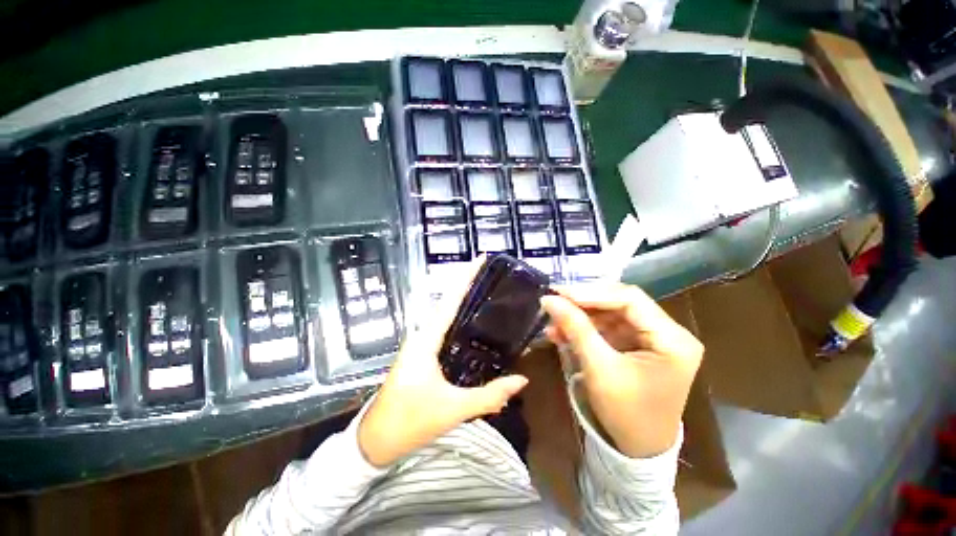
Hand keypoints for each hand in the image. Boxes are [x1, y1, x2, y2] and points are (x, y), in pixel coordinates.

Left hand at [358, 259, 528, 467]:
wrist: (374, 442)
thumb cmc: (409, 422)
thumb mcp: (453, 409)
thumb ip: (490, 395)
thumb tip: (522, 380)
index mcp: (425, 340)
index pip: (450, 301)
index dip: (465, 277)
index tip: (479, 258)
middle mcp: (422, 336)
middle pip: (448, 303)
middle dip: (468, 285)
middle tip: (492, 274)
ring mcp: (420, 346)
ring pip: (445, 317)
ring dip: (463, 302)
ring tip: (487, 292)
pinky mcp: (422, 356)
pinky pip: (444, 331)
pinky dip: (459, 322)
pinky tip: (474, 326)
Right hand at [541, 285, 702, 458]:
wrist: (638, 450)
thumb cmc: (626, 414)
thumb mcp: (598, 368)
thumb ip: (575, 328)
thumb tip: (549, 299)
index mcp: (673, 340)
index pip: (630, 299)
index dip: (592, 293)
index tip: (560, 293)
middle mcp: (668, 332)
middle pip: (621, 303)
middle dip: (585, 303)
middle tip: (555, 301)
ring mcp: (653, 338)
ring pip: (611, 313)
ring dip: (582, 316)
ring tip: (554, 321)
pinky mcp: (638, 345)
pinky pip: (609, 327)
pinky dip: (586, 328)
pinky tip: (563, 332)